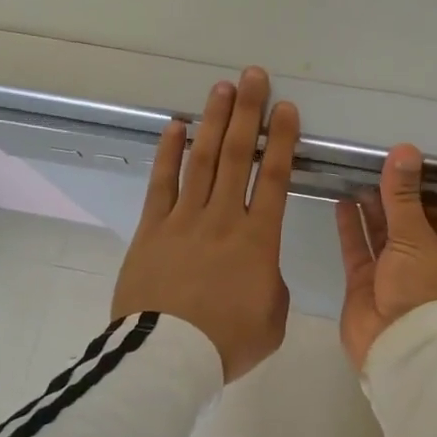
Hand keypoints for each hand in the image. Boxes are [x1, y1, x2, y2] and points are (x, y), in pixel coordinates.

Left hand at [111, 67, 299, 382]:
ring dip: (213, 121)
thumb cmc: (226, 342)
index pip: (276, 178)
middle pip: (238, 155)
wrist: (167, 358)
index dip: (282, 140)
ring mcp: (184, 219)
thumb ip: (272, 285)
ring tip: (221, 89)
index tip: (285, 108)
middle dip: (248, 112)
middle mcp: (223, 217)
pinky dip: (169, 152)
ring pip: (202, 160)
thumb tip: (259, 269)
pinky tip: (176, 127)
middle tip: (253, 77)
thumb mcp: (273, 318)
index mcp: (259, 239)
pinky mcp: (152, 229)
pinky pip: (161, 183)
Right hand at [336, 145, 436, 371]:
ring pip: (380, 233)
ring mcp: (392, 272)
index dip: (423, 187)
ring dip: (370, 207)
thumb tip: (404, 150)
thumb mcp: (416, 237)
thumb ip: (404, 196)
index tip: (405, 160)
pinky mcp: (365, 283)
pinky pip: (357, 248)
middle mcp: (424, 260)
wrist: (398, 346)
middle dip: (392, 195)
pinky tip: (342, 201)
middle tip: (374, 161)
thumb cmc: (421, 289)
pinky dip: (350, 227)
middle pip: (407, 220)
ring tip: (355, 175)